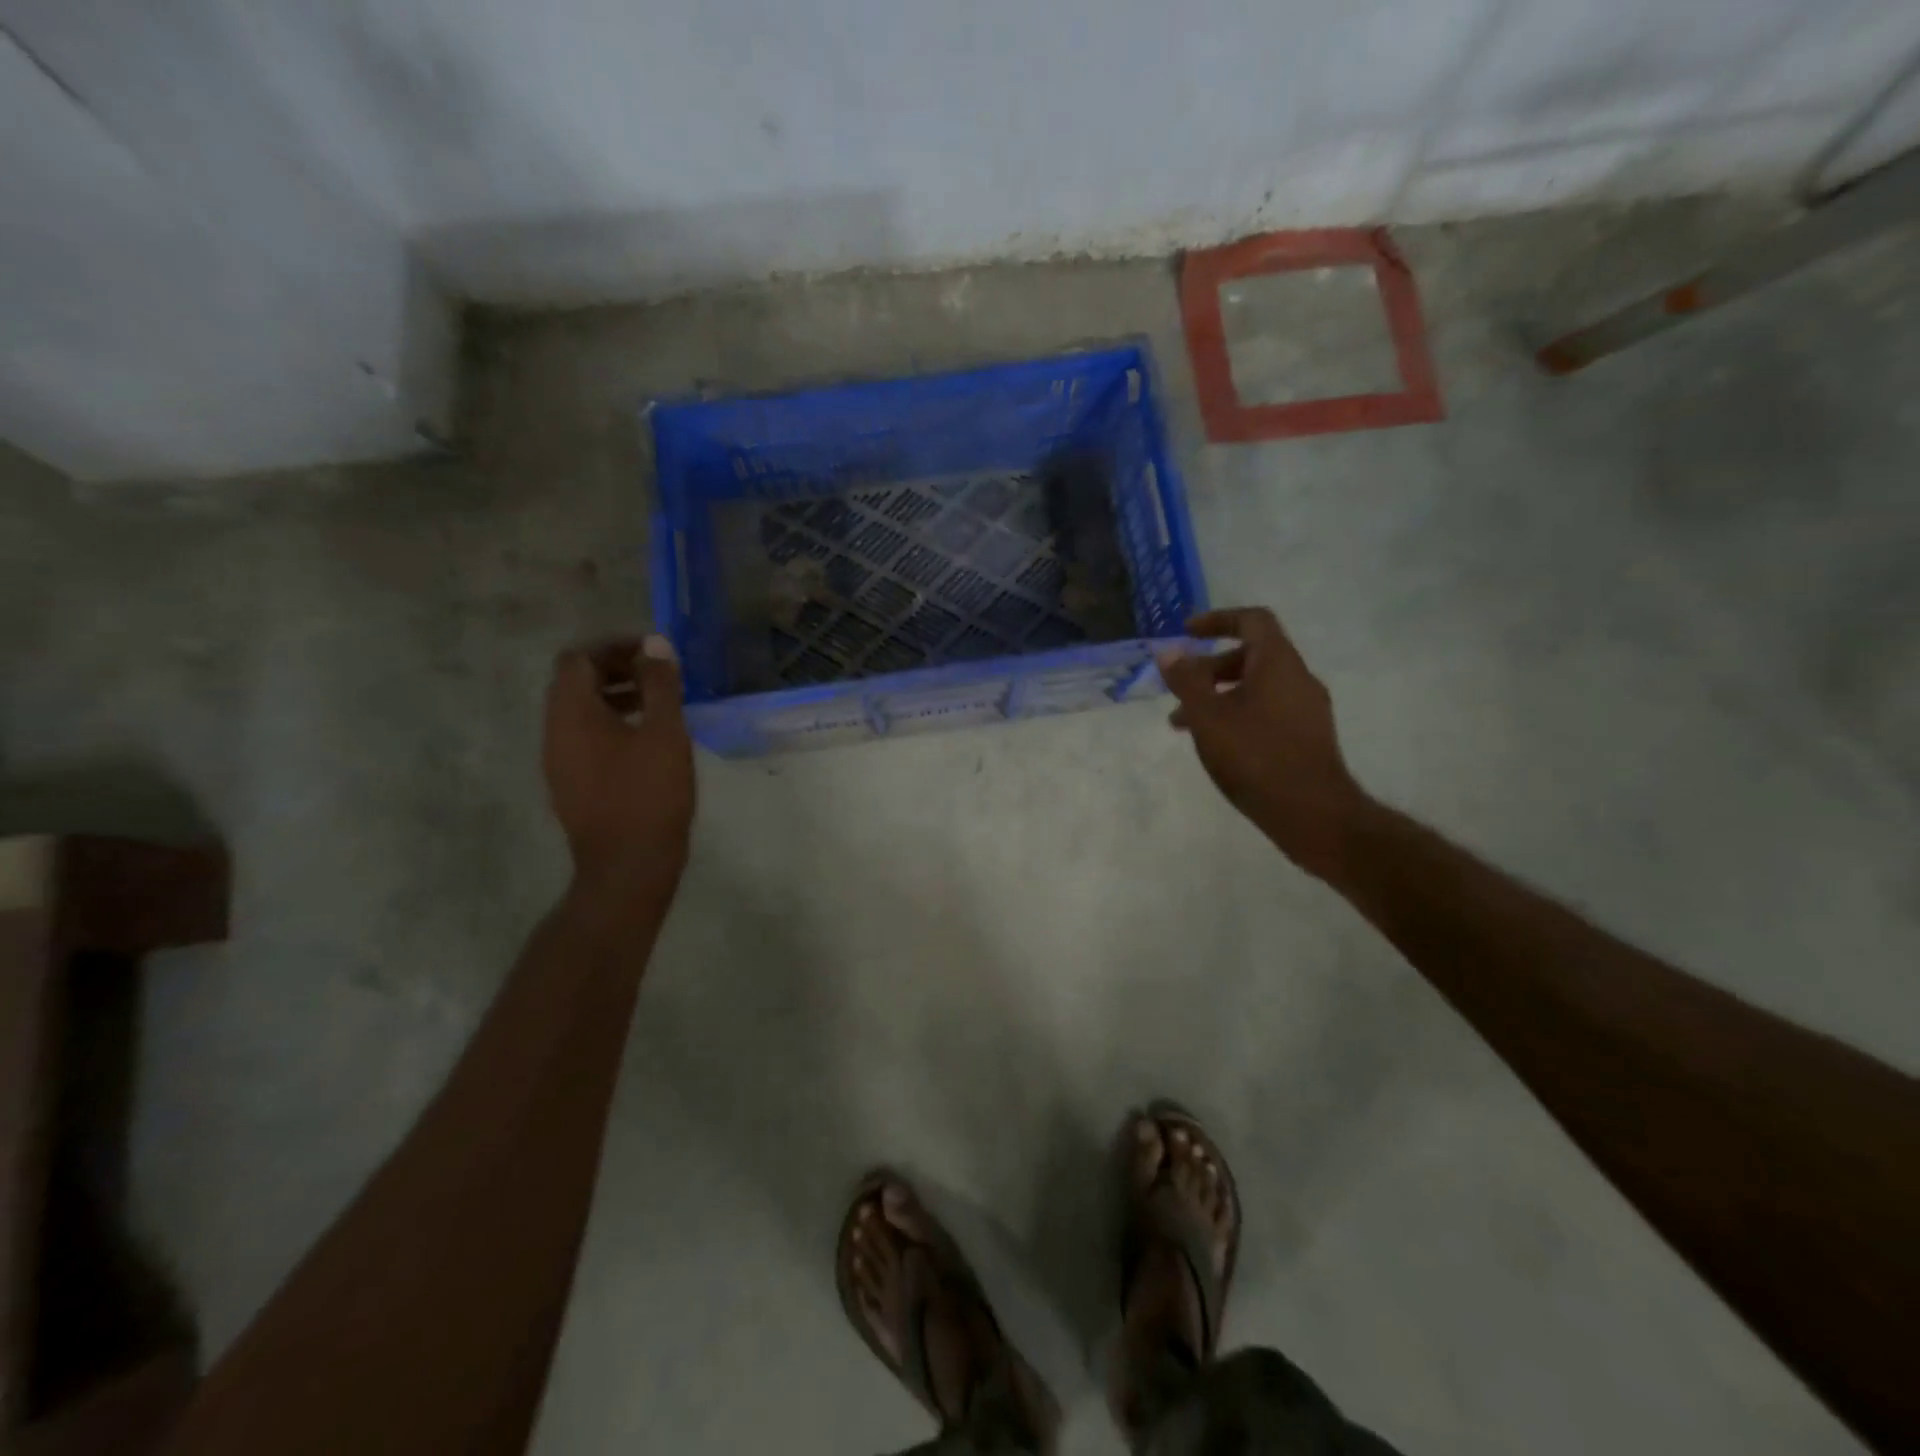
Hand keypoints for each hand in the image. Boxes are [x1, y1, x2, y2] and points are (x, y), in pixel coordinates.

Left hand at [543, 634, 694, 894]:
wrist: (627, 868)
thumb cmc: (649, 796)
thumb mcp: (664, 734)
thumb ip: (660, 685)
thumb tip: (655, 644)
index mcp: (571, 714)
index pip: (578, 658)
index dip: (614, 647)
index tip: (652, 654)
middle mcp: (554, 732)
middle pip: (574, 683)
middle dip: (615, 670)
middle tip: (658, 676)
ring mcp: (558, 761)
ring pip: (579, 712)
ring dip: (614, 697)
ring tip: (657, 706)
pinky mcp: (570, 784)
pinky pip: (584, 738)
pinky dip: (611, 725)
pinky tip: (646, 742)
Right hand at [1157, 608, 1367, 877]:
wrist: (1312, 813)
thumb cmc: (1255, 756)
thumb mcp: (1208, 717)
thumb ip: (1186, 681)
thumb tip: (1169, 650)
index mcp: (1278, 663)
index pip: (1252, 620)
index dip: (1218, 620)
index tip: (1187, 633)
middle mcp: (1299, 678)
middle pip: (1252, 655)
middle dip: (1210, 668)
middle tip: (1179, 690)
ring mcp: (1308, 709)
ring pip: (1258, 687)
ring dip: (1220, 696)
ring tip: (1185, 726)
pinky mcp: (1309, 736)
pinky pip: (1269, 710)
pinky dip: (1238, 714)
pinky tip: (1218, 744)